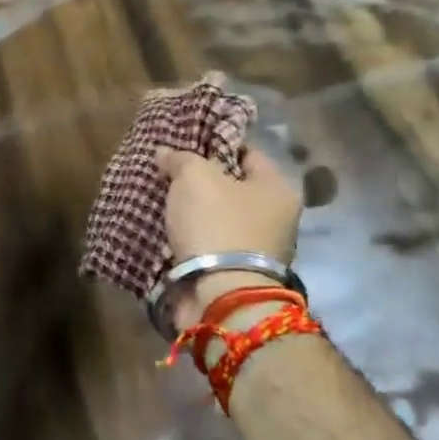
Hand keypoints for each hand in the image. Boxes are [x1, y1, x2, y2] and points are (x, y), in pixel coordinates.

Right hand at [154, 147, 302, 333]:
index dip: (216, 144)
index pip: (247, 152)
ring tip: (161, 200)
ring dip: (192, 213)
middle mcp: (275, 218)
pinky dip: (189, 239)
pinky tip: (165, 228)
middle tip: (168, 172)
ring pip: (217, 218)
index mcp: (277, 188)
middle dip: (201, 181)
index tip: (186, 143)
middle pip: (232, 187)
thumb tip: (165, 153)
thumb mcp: (195, 177)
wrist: (221, 297)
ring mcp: (256, 250)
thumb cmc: (217, 224)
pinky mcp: (234, 274)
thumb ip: (180, 159)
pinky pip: (207, 246)